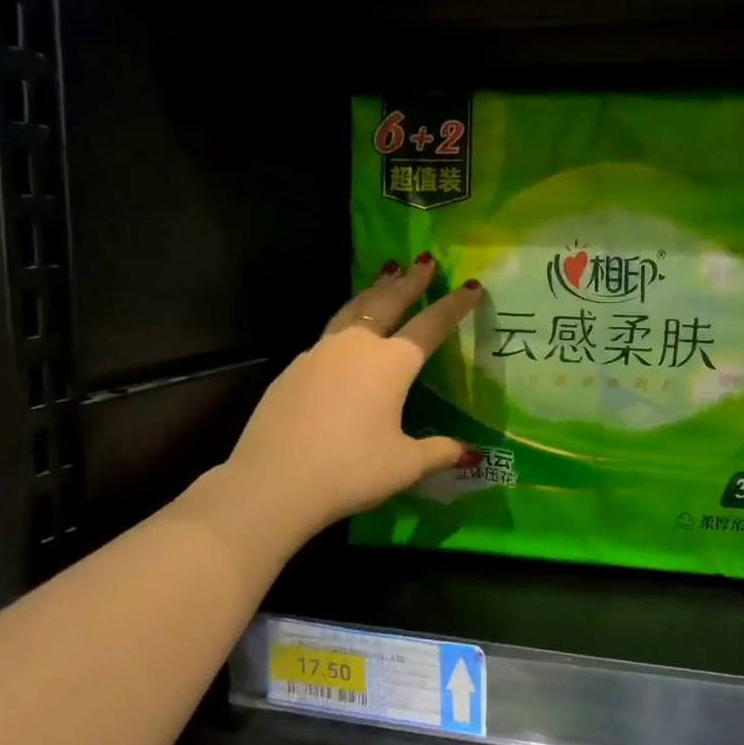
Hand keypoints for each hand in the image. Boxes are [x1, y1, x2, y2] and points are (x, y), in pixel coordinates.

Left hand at [214, 255, 481, 541]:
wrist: (272, 483)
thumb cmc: (351, 470)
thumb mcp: (405, 465)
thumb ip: (439, 451)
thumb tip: (469, 453)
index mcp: (392, 363)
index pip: (431, 324)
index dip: (454, 305)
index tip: (471, 286)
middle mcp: (357, 347)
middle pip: (388, 302)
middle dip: (410, 281)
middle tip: (424, 261)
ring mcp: (320, 353)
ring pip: (353, 309)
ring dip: (374, 290)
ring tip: (386, 275)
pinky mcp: (294, 369)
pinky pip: (329, 333)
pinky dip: (348, 320)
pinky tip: (347, 333)